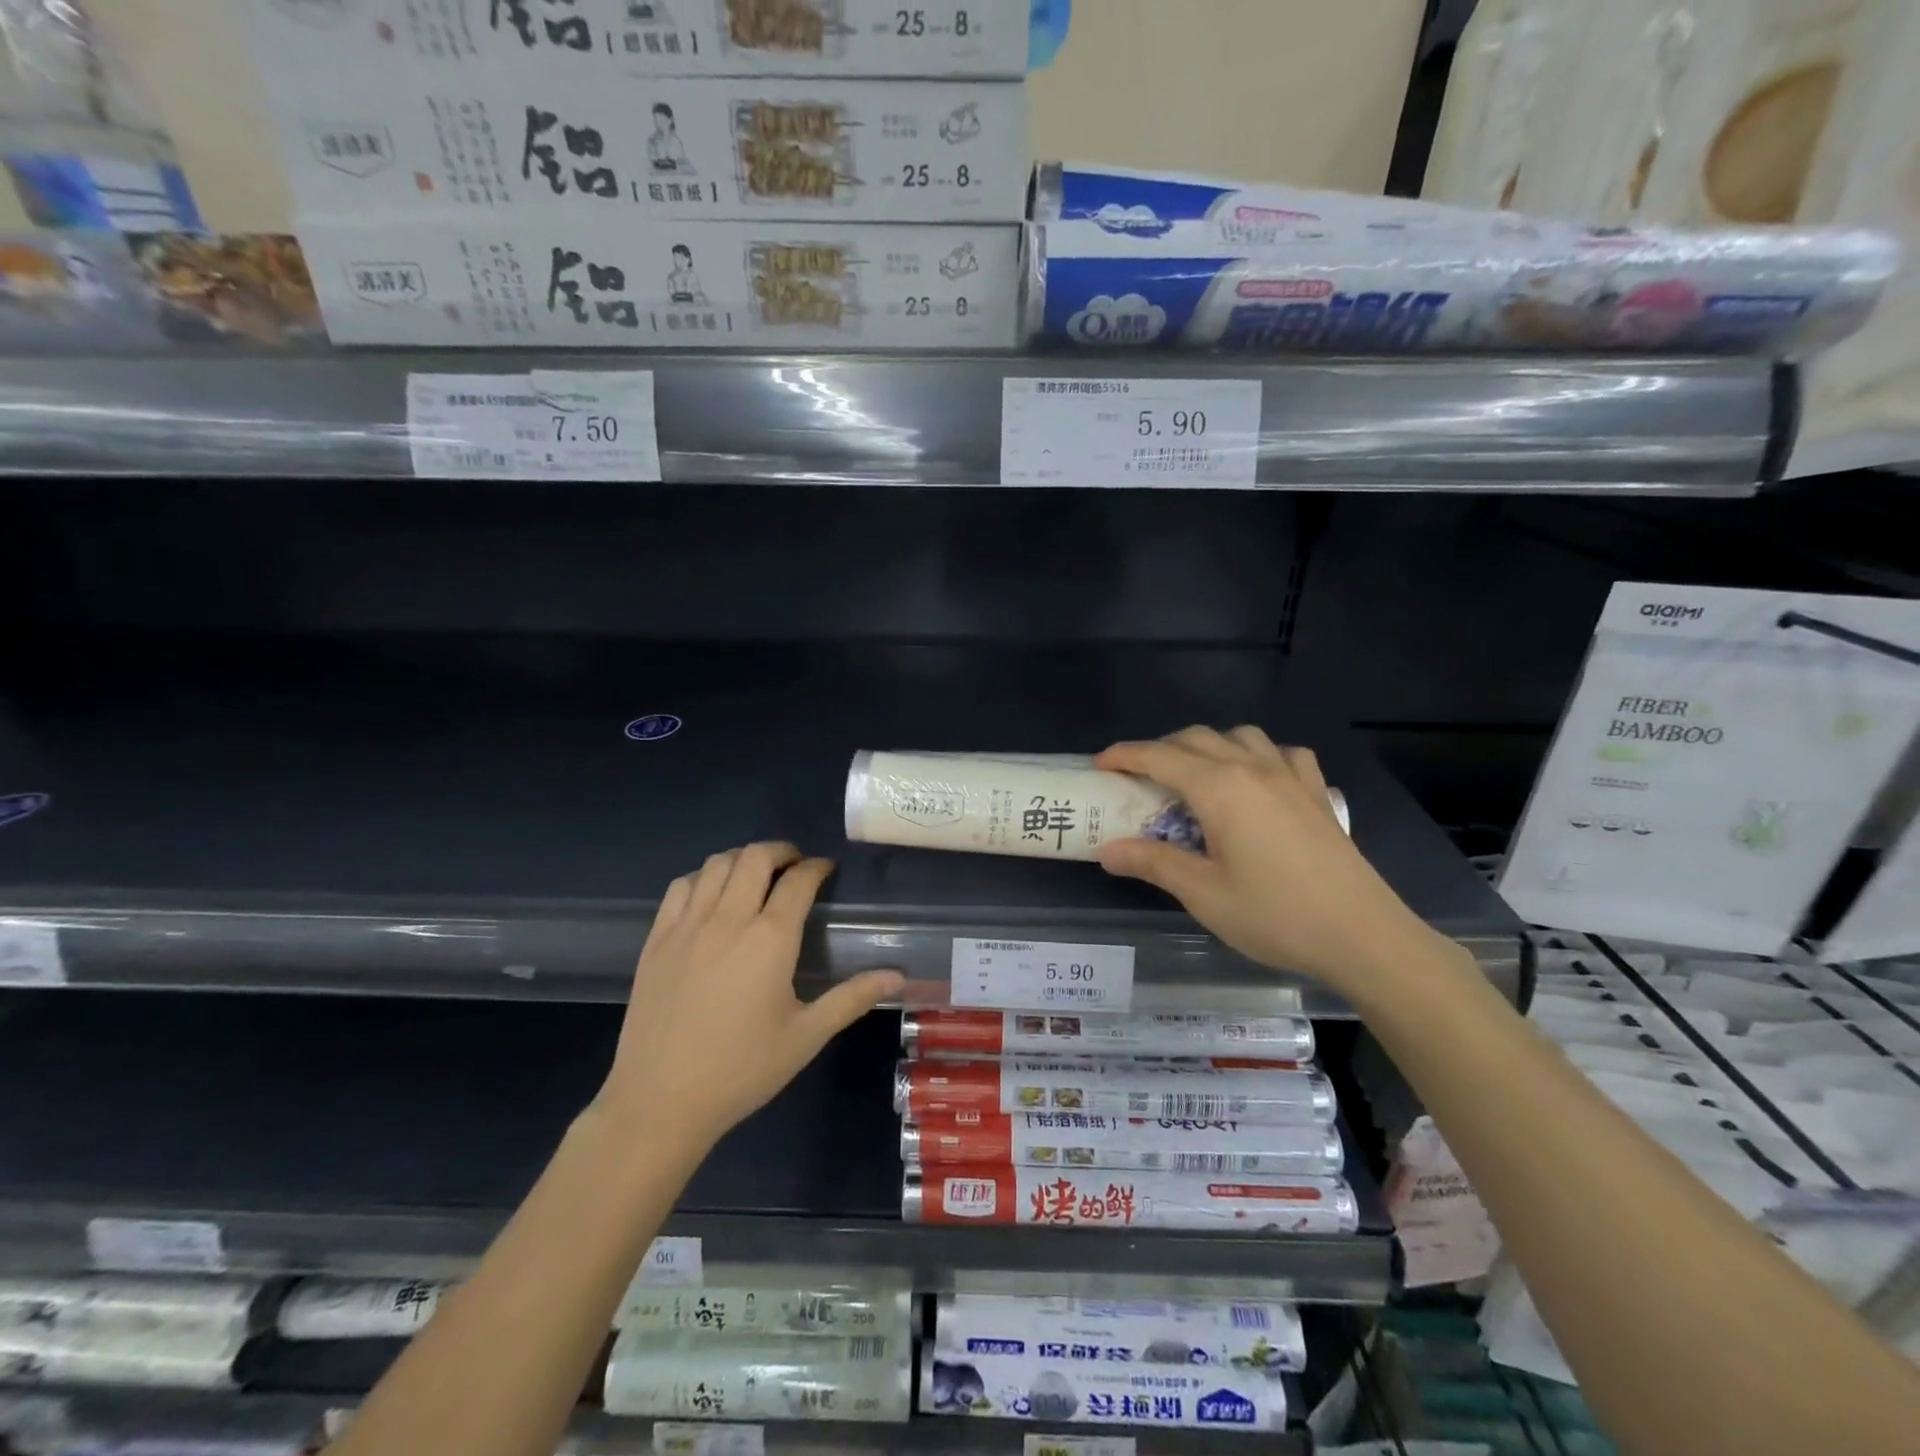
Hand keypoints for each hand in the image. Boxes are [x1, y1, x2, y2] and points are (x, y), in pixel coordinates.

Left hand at [591, 843, 902, 1151]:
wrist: (660, 1102)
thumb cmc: (741, 1070)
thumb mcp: (805, 1037)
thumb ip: (852, 999)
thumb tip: (898, 976)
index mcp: (769, 939)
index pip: (798, 881)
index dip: (816, 867)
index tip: (826, 870)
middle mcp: (728, 919)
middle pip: (755, 858)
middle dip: (781, 851)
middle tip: (795, 865)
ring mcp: (687, 926)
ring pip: (717, 864)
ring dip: (742, 858)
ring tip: (756, 874)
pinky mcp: (657, 939)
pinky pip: (681, 886)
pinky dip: (703, 876)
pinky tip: (712, 893)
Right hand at [1096, 727, 1449, 998]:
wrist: (1363, 936)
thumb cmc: (1275, 915)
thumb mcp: (1203, 894)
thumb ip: (1153, 863)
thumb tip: (1108, 850)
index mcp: (1219, 788)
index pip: (1159, 757)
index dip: (1124, 756)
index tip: (1099, 764)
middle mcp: (1253, 768)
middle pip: (1195, 738)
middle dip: (1159, 749)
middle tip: (1137, 778)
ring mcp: (1290, 776)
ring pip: (1240, 736)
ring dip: (1207, 745)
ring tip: (1193, 775)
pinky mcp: (1316, 793)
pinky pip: (1282, 753)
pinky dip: (1258, 754)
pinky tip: (1257, 778)